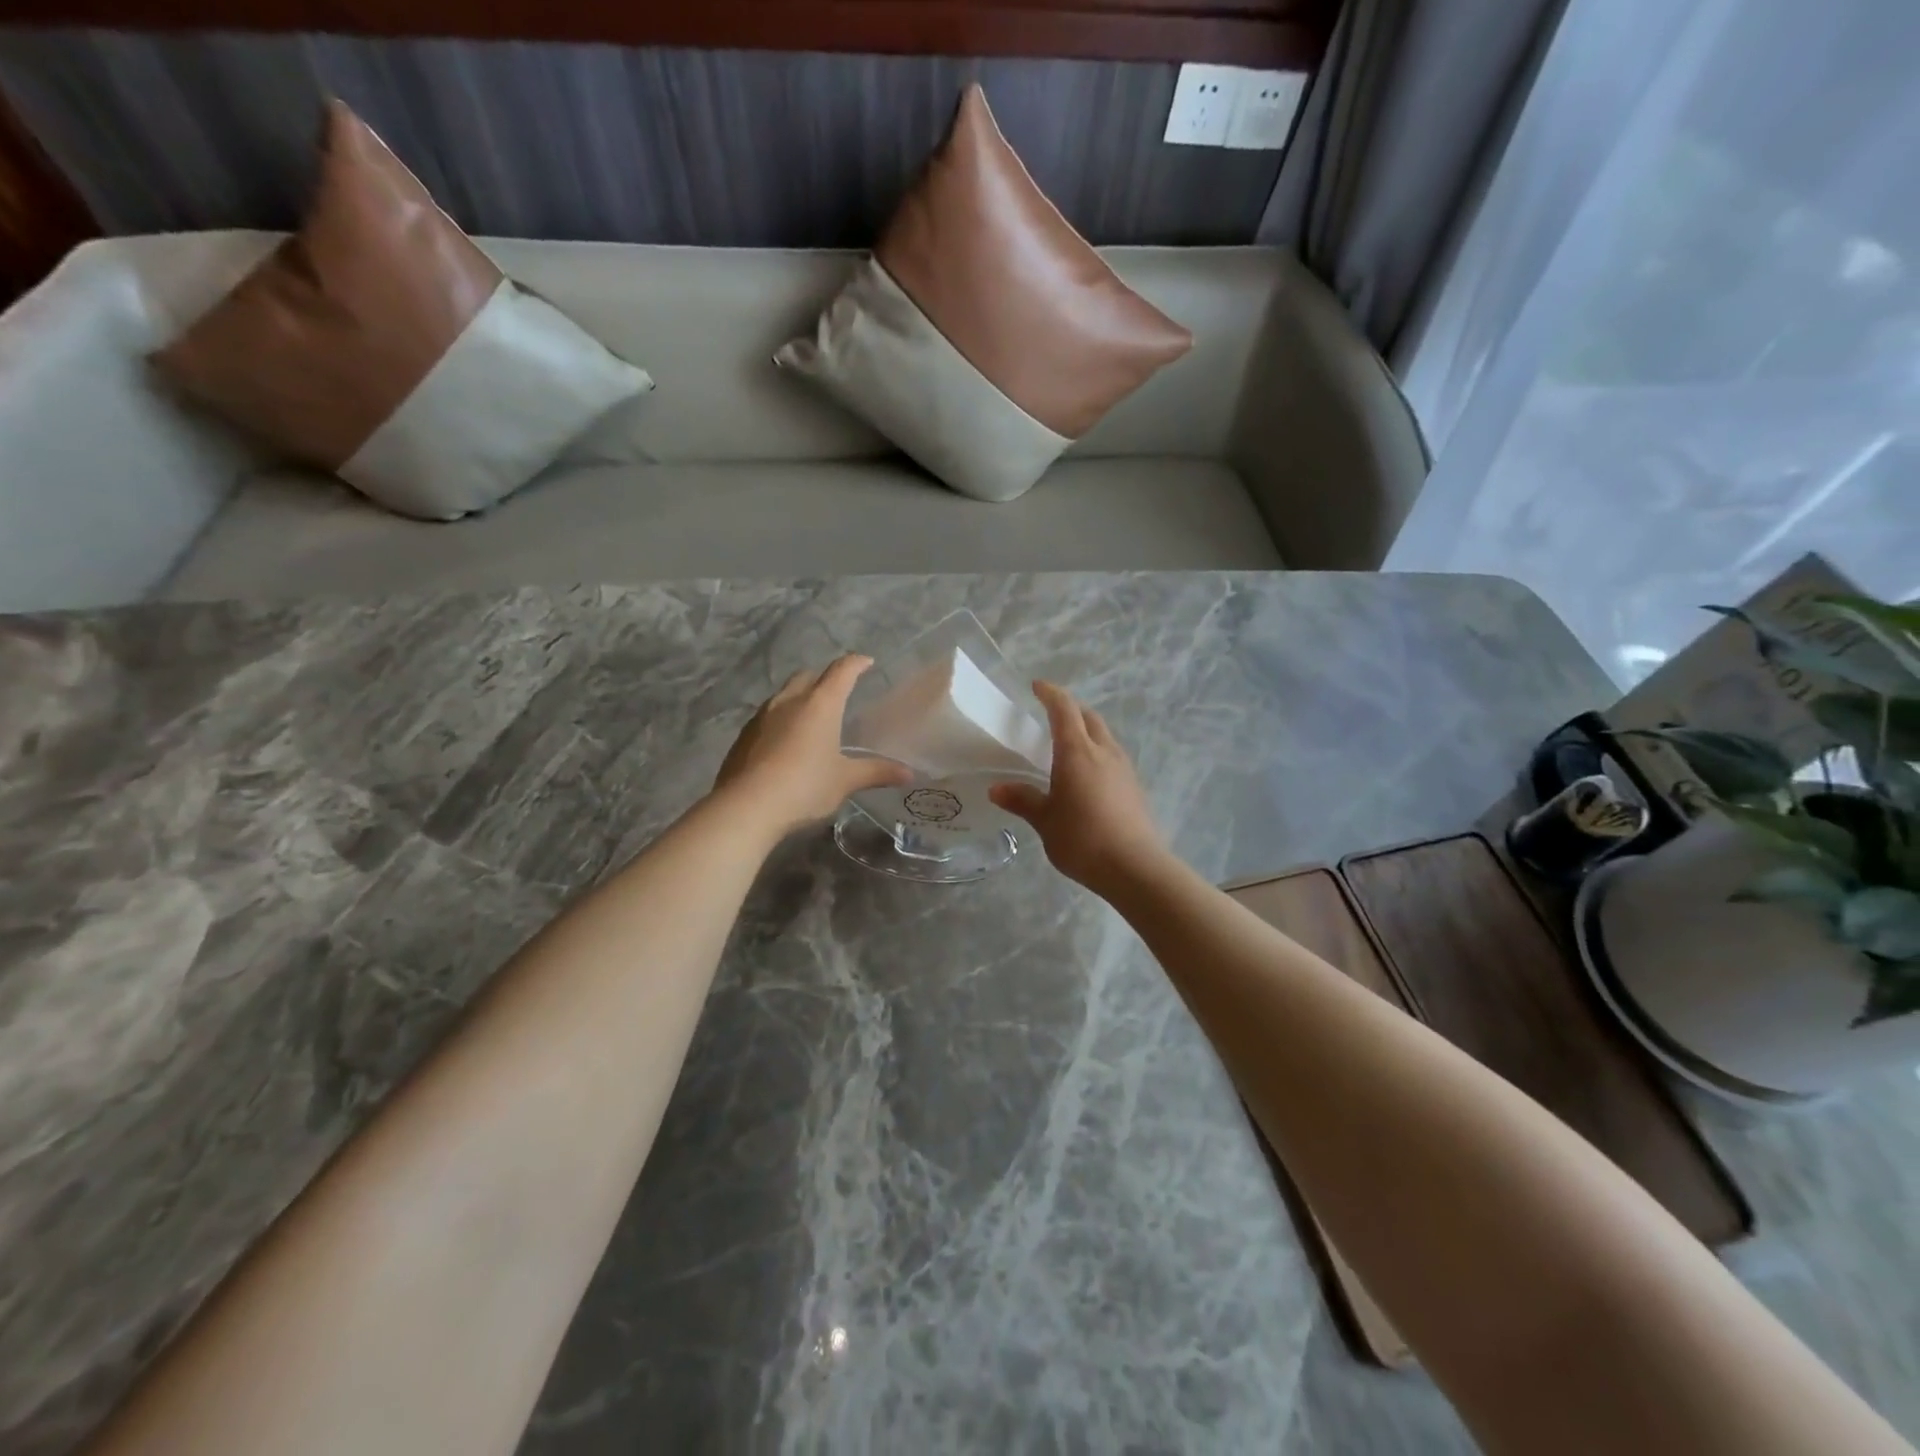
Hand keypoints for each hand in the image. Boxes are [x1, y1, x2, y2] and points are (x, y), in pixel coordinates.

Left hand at [714, 655, 911, 837]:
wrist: (747, 806)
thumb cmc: (805, 786)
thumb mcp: (845, 781)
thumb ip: (876, 772)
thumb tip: (908, 773)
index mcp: (820, 704)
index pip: (842, 671)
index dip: (856, 664)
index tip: (867, 662)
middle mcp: (789, 701)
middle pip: (808, 676)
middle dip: (824, 678)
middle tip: (837, 691)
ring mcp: (762, 716)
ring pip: (784, 694)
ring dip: (799, 698)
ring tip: (811, 717)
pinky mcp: (744, 735)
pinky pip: (767, 717)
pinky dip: (781, 720)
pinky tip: (785, 742)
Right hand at [989, 682, 1168, 895]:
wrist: (1135, 867)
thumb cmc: (1083, 839)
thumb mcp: (1045, 821)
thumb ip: (1023, 800)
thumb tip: (996, 789)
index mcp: (1077, 752)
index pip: (1064, 709)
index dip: (1050, 693)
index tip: (1036, 687)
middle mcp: (1104, 751)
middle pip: (1089, 717)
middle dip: (1070, 709)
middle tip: (1050, 715)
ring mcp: (1124, 768)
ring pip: (1104, 736)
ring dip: (1086, 731)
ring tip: (1067, 745)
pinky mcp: (1134, 786)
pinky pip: (1112, 756)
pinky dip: (1097, 752)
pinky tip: (1087, 775)